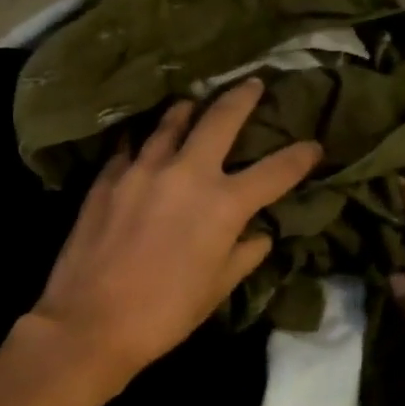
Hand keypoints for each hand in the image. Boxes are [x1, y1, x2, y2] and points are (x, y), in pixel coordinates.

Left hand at [25, 78, 321, 392]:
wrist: (91, 321)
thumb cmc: (164, 313)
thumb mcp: (216, 289)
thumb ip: (243, 255)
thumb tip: (260, 235)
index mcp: (223, 205)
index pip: (276, 171)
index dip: (300, 157)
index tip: (314, 146)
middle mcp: (186, 173)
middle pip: (220, 119)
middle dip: (242, 97)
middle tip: (252, 84)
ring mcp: (142, 170)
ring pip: (170, 123)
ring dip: (188, 110)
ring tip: (193, 103)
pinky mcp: (107, 178)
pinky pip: (130, 148)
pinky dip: (143, 142)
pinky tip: (142, 143)